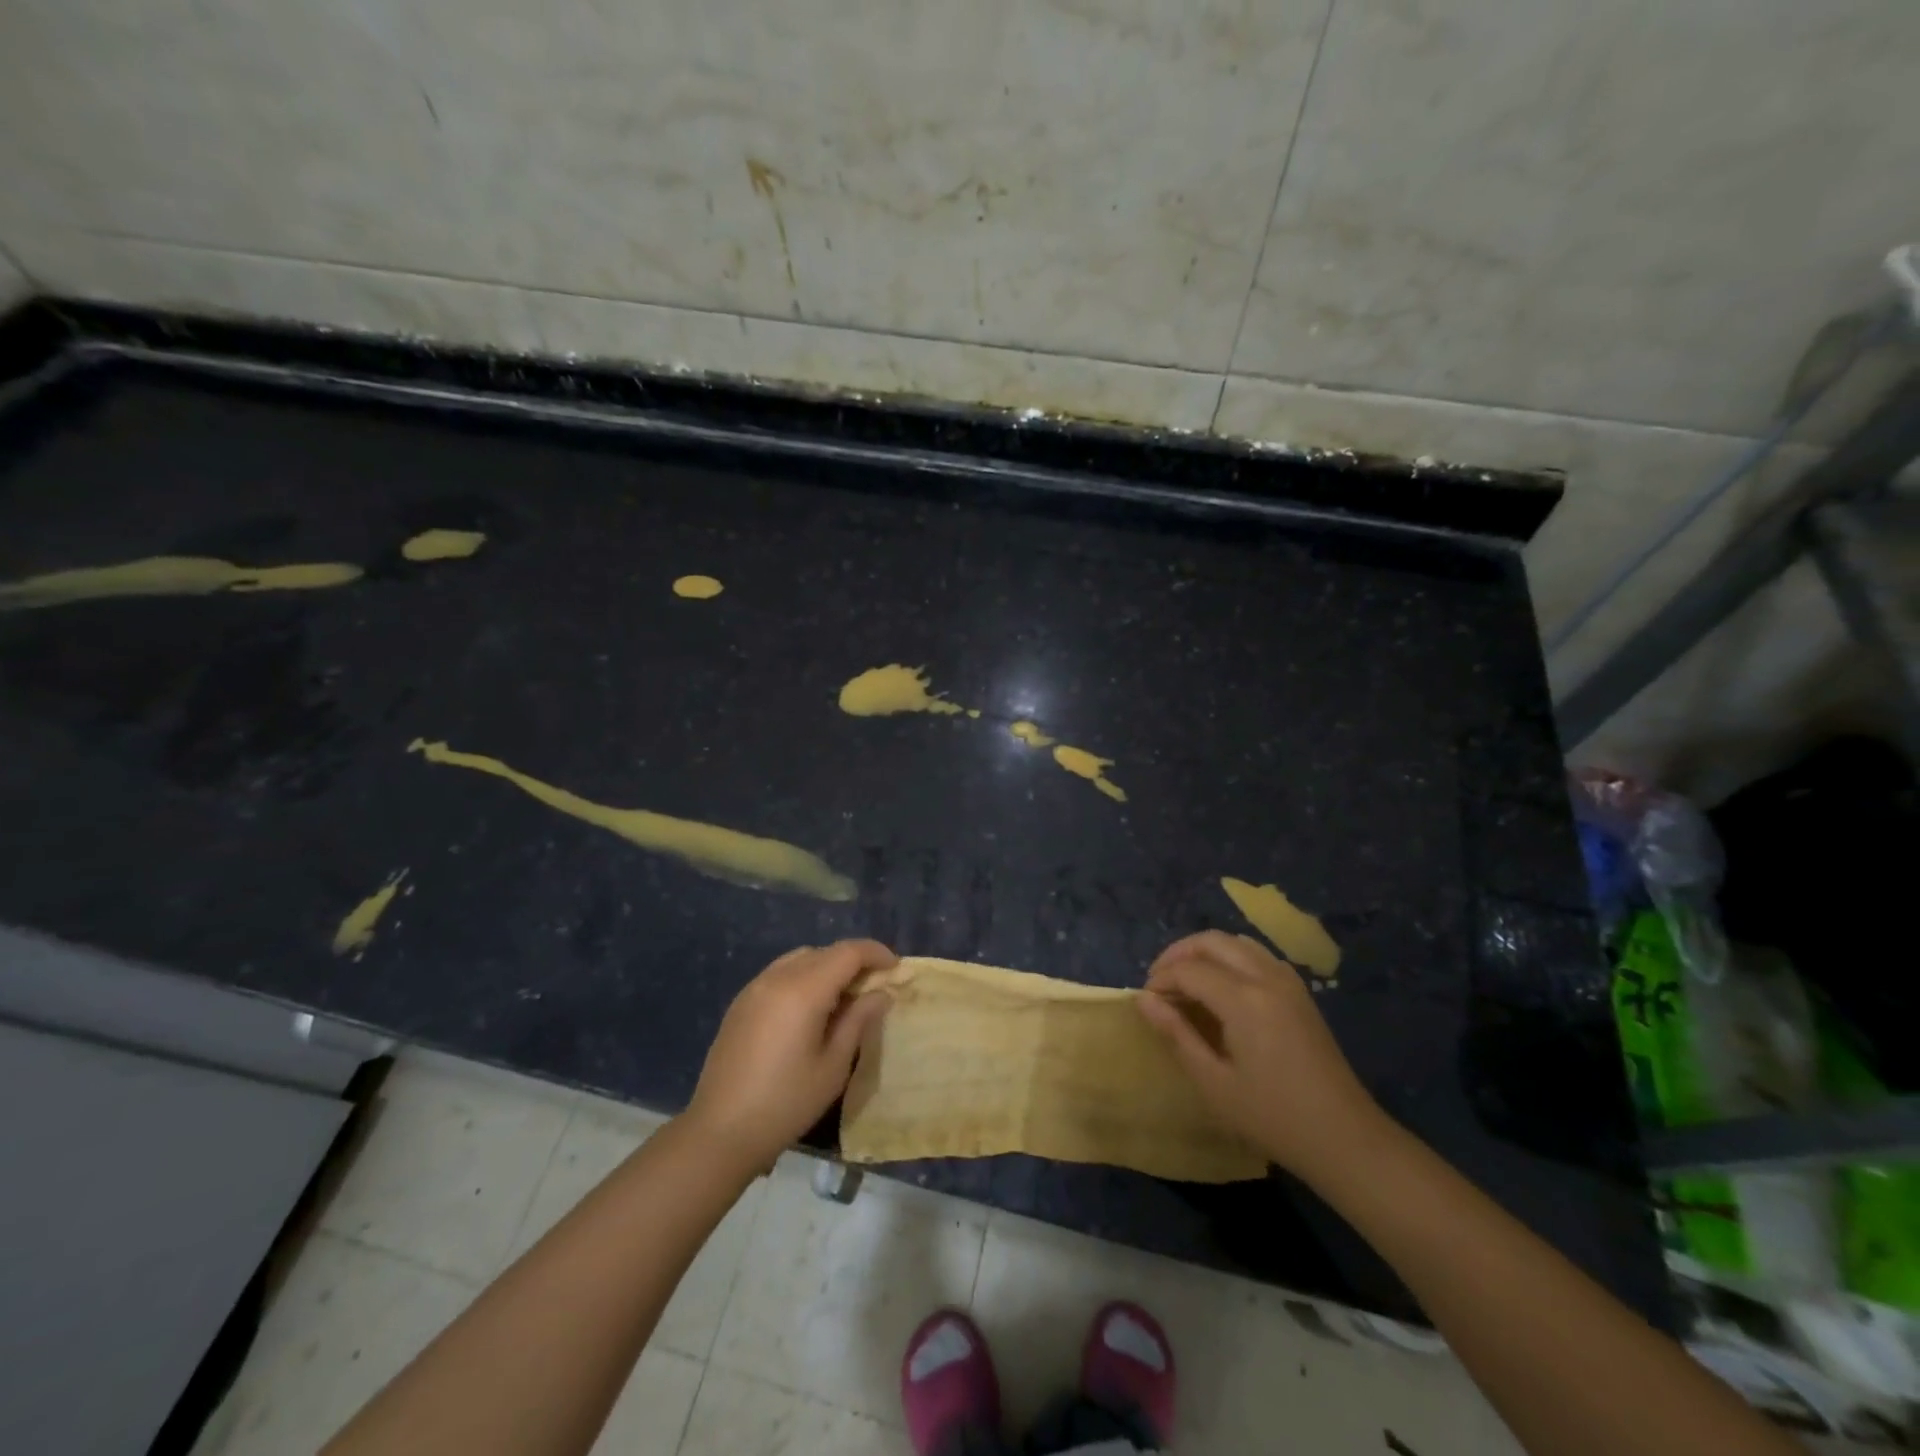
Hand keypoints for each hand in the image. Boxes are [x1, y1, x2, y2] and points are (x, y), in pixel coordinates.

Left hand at [685, 939, 896, 1171]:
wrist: (719, 1132)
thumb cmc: (786, 1103)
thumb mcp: (833, 1066)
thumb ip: (859, 1021)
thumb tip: (881, 993)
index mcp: (803, 990)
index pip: (848, 952)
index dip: (876, 953)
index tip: (895, 968)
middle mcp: (777, 978)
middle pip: (824, 952)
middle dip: (853, 961)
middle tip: (874, 987)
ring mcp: (754, 987)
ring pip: (800, 958)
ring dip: (827, 967)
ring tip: (843, 997)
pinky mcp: (741, 1002)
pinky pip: (780, 973)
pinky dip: (803, 977)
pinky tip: (810, 1009)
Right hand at [1137, 930, 1386, 1183]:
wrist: (1345, 1138)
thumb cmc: (1272, 1117)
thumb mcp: (1214, 1082)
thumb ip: (1176, 1034)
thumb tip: (1144, 1000)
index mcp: (1243, 1000)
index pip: (1189, 969)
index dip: (1161, 979)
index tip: (1146, 1002)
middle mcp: (1266, 977)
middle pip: (1212, 942)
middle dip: (1178, 954)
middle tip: (1160, 983)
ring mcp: (1287, 981)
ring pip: (1236, 941)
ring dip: (1205, 952)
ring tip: (1186, 981)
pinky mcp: (1300, 992)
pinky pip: (1258, 954)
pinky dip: (1231, 957)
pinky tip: (1222, 986)